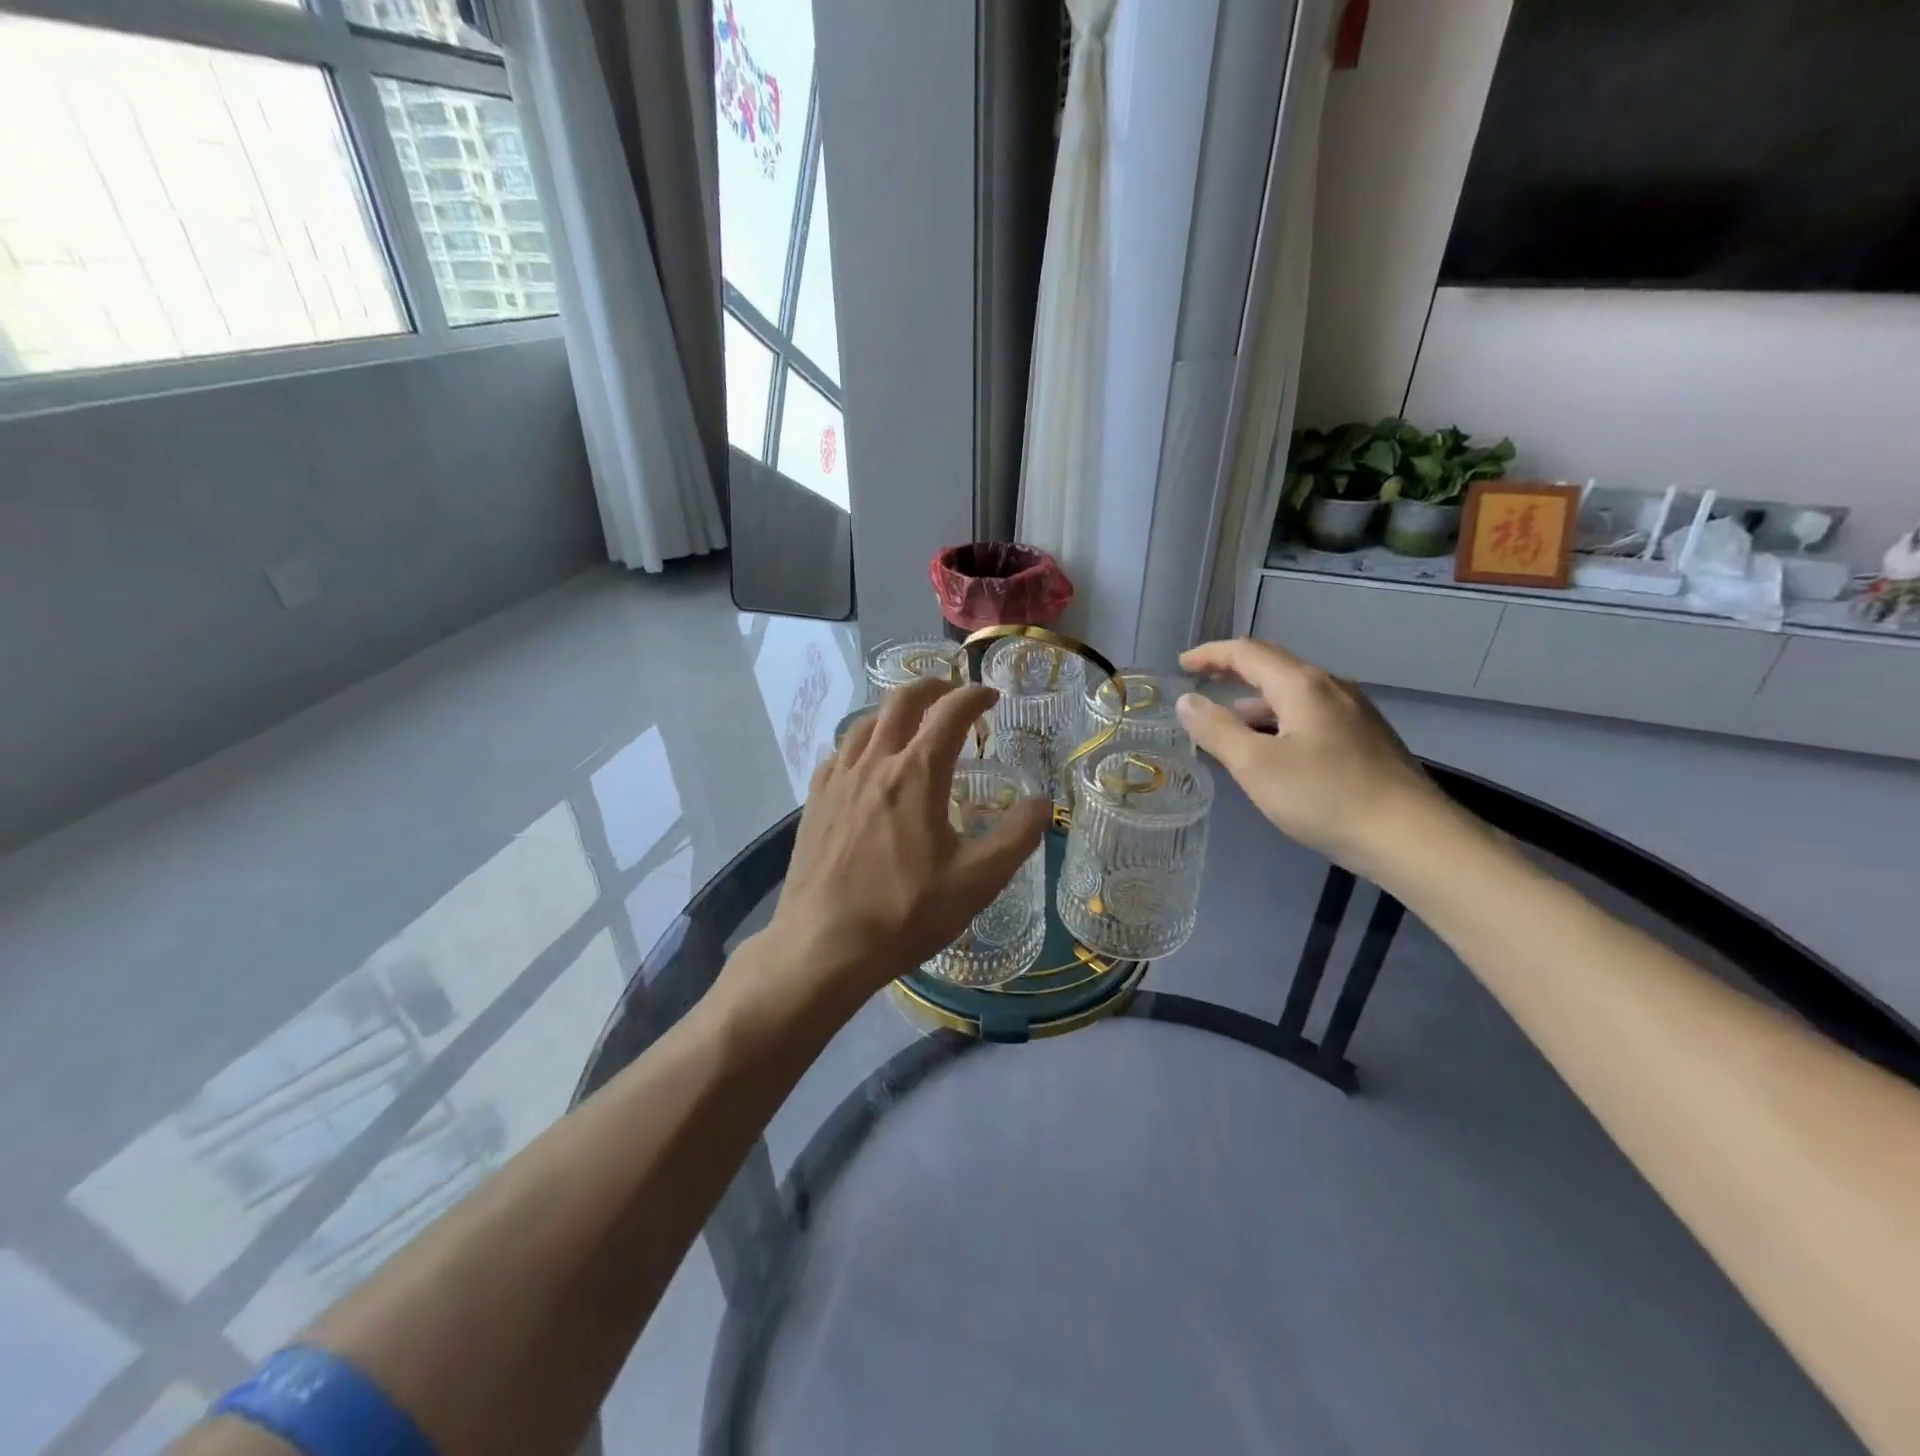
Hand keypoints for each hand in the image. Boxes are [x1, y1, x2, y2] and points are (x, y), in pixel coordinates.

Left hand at [739, 677, 1051, 1018]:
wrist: (823, 946)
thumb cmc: (904, 913)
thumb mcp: (976, 882)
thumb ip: (1015, 838)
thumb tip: (1042, 803)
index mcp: (916, 774)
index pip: (949, 713)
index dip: (974, 696)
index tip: (991, 697)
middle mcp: (874, 763)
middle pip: (901, 701)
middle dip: (932, 687)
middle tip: (953, 693)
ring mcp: (837, 780)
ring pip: (866, 723)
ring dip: (894, 711)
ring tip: (912, 723)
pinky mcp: (814, 801)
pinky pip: (840, 753)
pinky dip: (862, 742)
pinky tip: (866, 763)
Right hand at [1174, 638, 1453, 877]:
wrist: (1411, 836)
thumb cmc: (1324, 796)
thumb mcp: (1255, 765)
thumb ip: (1216, 730)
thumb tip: (1186, 701)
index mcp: (1302, 685)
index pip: (1247, 652)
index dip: (1210, 654)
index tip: (1180, 664)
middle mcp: (1331, 687)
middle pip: (1273, 667)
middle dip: (1233, 672)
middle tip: (1201, 683)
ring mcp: (1354, 712)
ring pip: (1294, 695)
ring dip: (1256, 702)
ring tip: (1230, 725)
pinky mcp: (1366, 738)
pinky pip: (1311, 716)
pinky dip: (1279, 721)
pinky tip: (1274, 750)